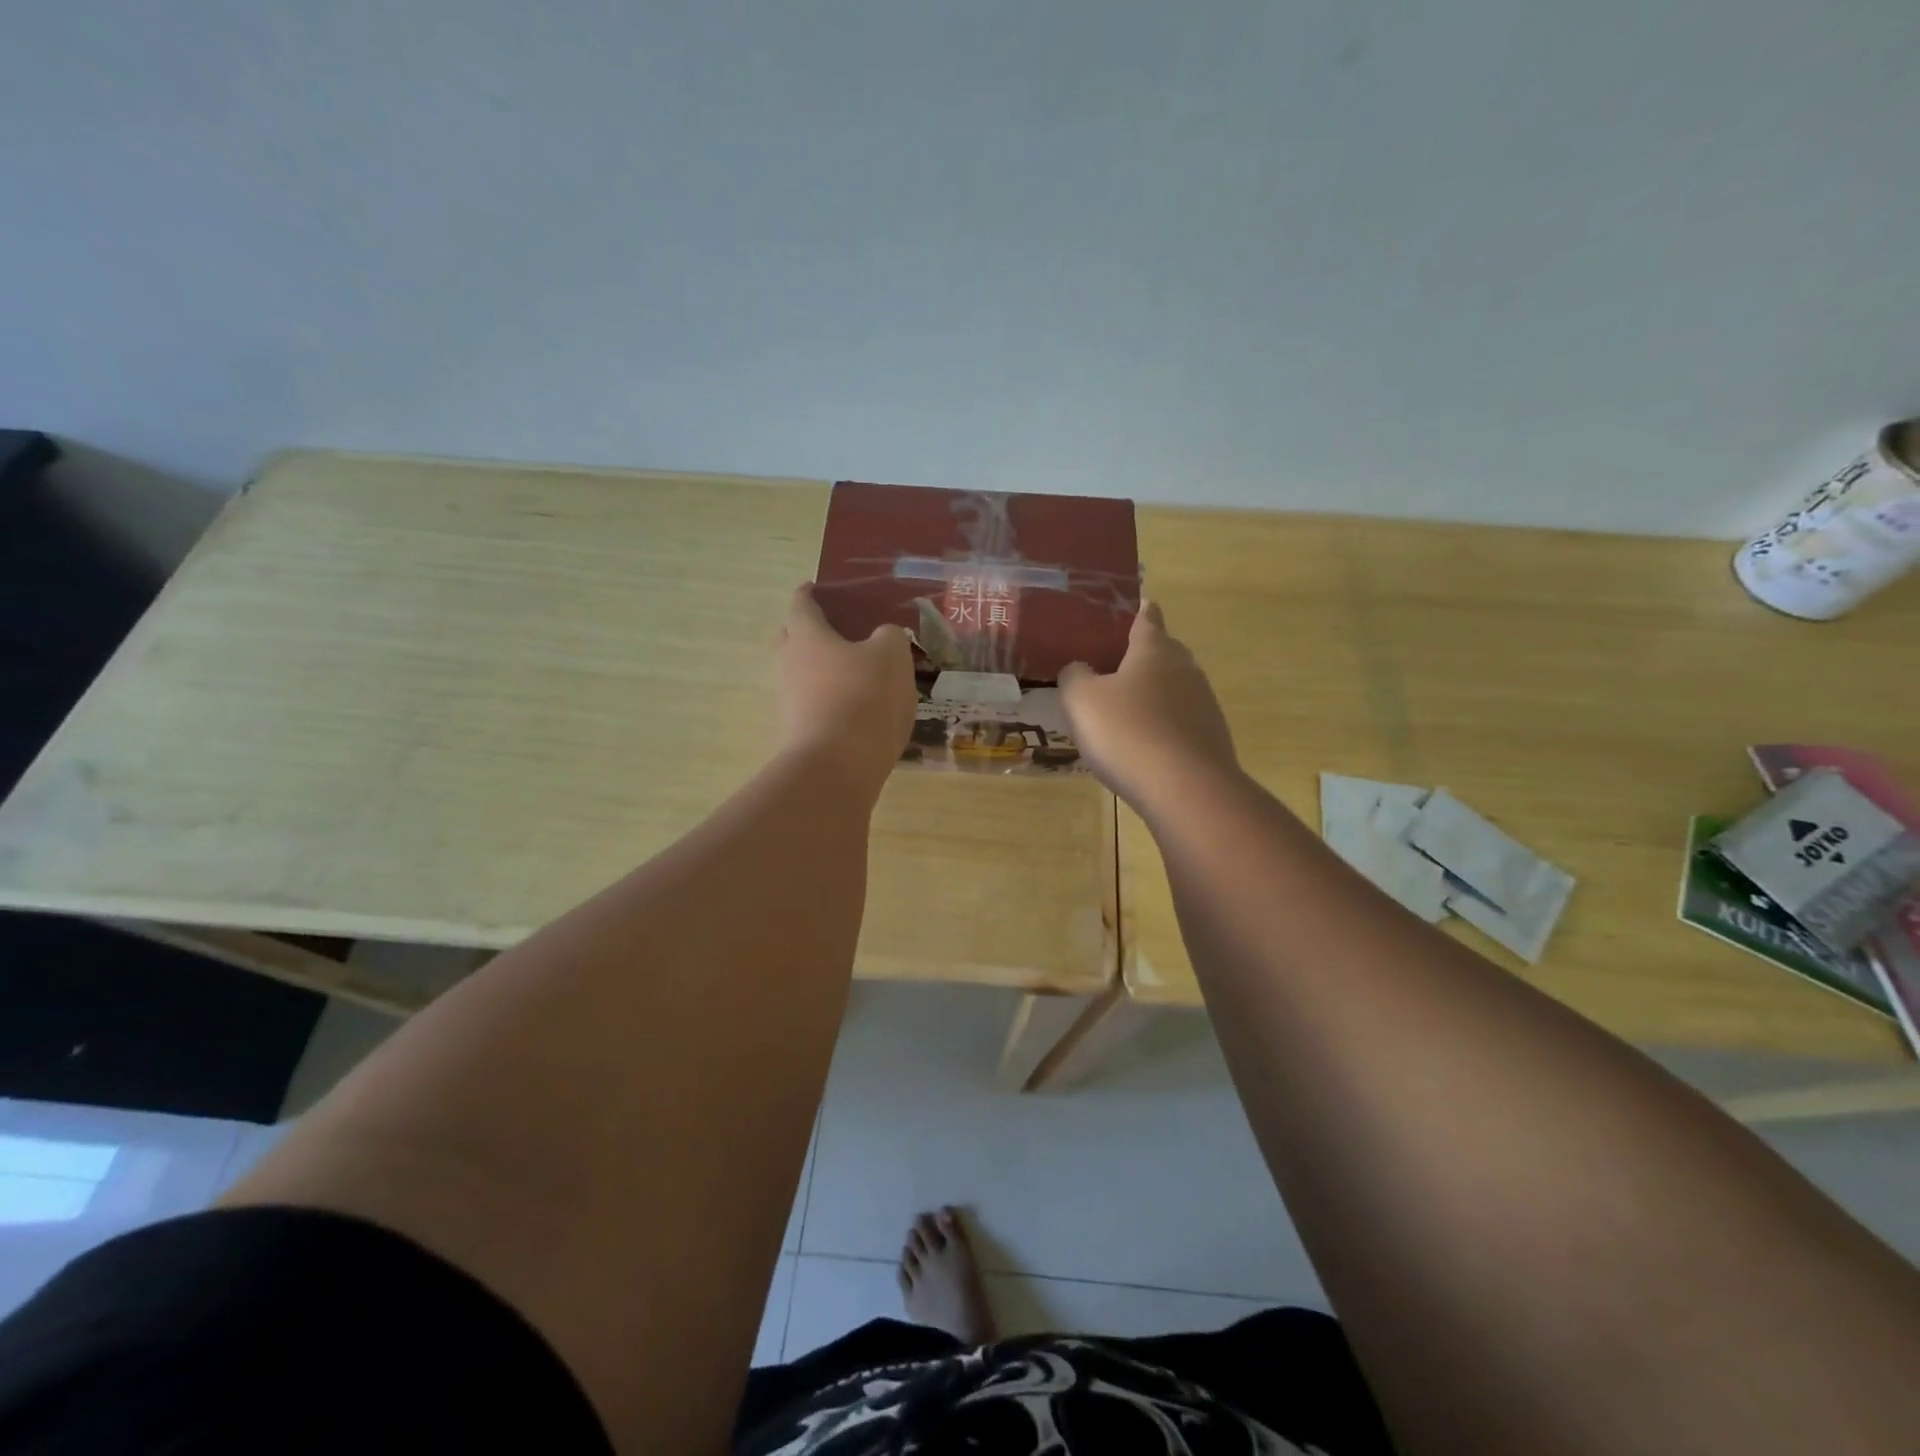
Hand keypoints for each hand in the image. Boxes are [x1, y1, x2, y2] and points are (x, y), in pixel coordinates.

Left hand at [777, 584, 916, 791]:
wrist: (836, 769)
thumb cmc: (863, 698)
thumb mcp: (892, 656)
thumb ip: (890, 636)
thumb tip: (884, 636)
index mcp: (807, 636)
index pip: (801, 603)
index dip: (811, 592)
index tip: (819, 588)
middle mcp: (789, 664)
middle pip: (792, 639)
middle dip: (810, 631)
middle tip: (840, 631)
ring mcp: (789, 701)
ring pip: (802, 674)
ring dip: (823, 670)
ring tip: (858, 674)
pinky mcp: (798, 733)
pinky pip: (813, 705)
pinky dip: (831, 701)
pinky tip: (859, 710)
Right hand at [1058, 602, 1239, 809]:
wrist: (1185, 789)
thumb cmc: (1127, 733)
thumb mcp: (1081, 700)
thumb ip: (1074, 676)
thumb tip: (1080, 669)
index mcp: (1154, 650)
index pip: (1147, 618)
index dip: (1137, 611)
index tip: (1132, 606)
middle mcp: (1185, 669)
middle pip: (1164, 652)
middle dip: (1143, 655)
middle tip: (1113, 665)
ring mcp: (1204, 704)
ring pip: (1174, 688)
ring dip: (1153, 694)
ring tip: (1125, 710)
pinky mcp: (1211, 738)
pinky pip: (1181, 721)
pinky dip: (1164, 726)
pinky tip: (1145, 745)